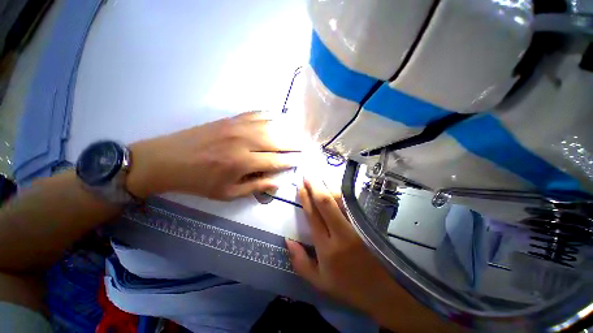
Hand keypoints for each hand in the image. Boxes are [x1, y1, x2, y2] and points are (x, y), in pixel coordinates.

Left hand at [127, 111, 298, 199]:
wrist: (167, 160)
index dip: (290, 161)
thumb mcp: (227, 193)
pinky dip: (268, 115)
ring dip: (285, 129)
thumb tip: (277, 183)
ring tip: (296, 132)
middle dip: (293, 144)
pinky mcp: (229, 120)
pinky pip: (254, 114)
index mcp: (242, 163)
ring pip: (268, 126)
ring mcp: (236, 127)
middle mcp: (243, 142)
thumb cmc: (199, 181)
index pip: (275, 161)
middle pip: (276, 141)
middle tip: (305, 145)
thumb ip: (255, 187)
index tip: (300, 160)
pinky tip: (277, 117)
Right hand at [287, 178, 456, 331]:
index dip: (305, 198)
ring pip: (340, 200)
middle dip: (315, 186)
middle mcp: (341, 233)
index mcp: (326, 248)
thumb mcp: (319, 282)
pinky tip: (336, 186)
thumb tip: (288, 240)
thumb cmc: (348, 287)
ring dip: (328, 186)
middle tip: (307, 175)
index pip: (312, 215)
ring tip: (319, 176)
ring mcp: (356, 227)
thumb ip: (300, 262)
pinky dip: (342, 193)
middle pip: (325, 203)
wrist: (384, 292)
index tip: (300, 187)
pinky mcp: (367, 225)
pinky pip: (352, 204)